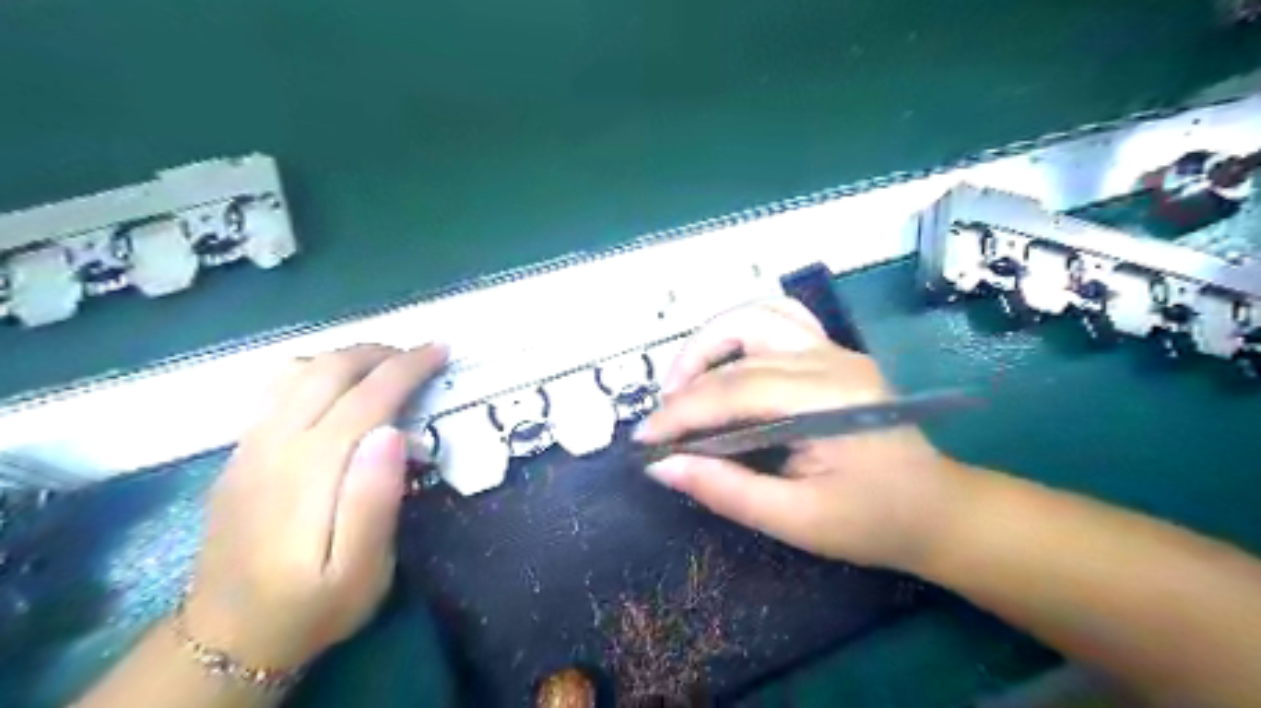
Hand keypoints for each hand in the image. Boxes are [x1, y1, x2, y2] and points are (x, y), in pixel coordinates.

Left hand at [183, 345, 446, 672]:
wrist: (227, 637)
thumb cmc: (314, 605)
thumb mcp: (362, 571)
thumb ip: (375, 500)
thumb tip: (392, 432)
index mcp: (312, 471)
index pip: (366, 397)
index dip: (407, 368)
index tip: (441, 351)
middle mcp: (275, 445)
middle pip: (329, 371)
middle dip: (381, 353)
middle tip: (421, 356)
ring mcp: (250, 446)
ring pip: (299, 372)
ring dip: (349, 356)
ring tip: (387, 363)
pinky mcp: (240, 453)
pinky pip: (278, 389)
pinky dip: (319, 370)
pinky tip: (339, 385)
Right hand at [642, 300, 968, 570]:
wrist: (938, 509)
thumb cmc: (872, 522)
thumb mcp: (795, 520)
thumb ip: (725, 489)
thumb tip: (661, 466)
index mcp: (826, 400)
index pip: (733, 391)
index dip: (680, 413)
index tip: (644, 441)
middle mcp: (830, 360)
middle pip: (740, 339)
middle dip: (688, 373)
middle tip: (666, 414)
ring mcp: (835, 350)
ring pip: (757, 315)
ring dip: (713, 342)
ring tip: (688, 383)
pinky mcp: (833, 354)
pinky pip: (777, 322)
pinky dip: (740, 336)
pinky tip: (727, 366)